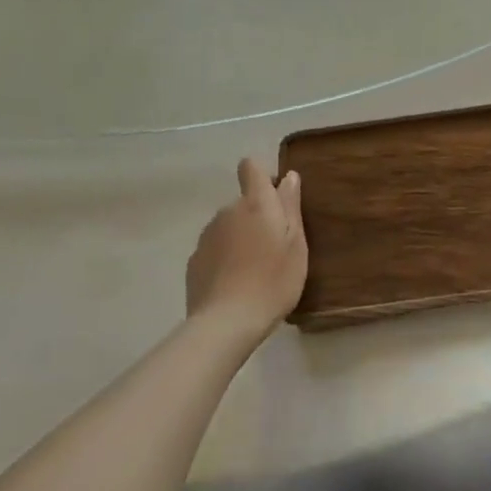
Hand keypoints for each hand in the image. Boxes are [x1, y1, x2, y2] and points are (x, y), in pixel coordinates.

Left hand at [187, 160, 308, 342]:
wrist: (226, 323)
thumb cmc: (273, 281)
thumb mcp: (296, 244)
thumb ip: (290, 206)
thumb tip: (288, 177)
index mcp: (255, 203)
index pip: (250, 167)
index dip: (262, 177)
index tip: (276, 200)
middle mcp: (227, 211)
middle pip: (243, 202)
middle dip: (257, 216)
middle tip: (274, 248)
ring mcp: (206, 236)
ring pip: (228, 226)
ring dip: (240, 238)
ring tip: (255, 271)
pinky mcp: (194, 261)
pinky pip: (215, 249)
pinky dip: (225, 259)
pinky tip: (235, 285)